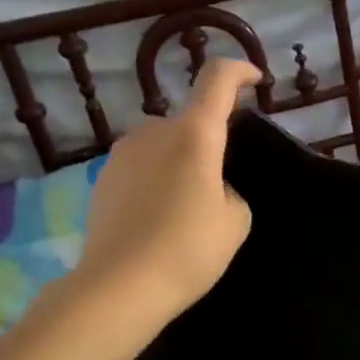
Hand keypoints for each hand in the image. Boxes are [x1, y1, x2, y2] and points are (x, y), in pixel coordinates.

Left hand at [75, 59, 260, 319]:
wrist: (119, 287)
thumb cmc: (188, 250)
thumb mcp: (236, 221)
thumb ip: (230, 190)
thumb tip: (210, 188)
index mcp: (194, 134)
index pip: (217, 80)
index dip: (240, 72)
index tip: (255, 80)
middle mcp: (154, 132)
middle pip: (190, 121)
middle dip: (209, 142)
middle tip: (221, 185)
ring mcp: (123, 154)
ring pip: (164, 146)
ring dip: (181, 163)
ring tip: (188, 209)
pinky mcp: (103, 179)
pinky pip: (142, 168)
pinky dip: (157, 182)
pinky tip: (160, 220)